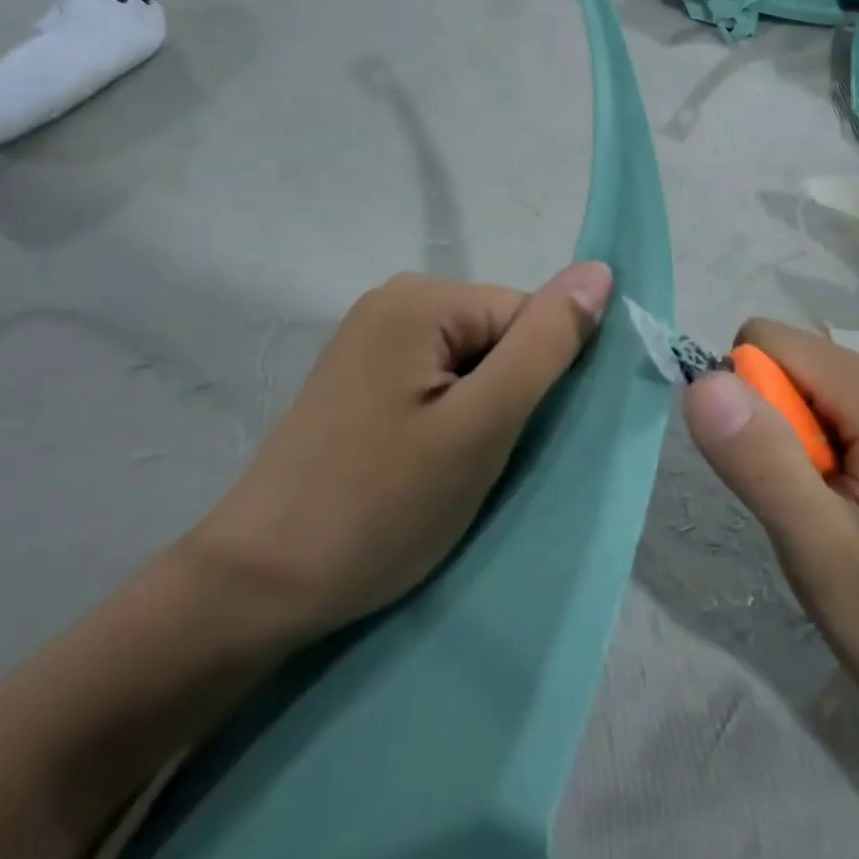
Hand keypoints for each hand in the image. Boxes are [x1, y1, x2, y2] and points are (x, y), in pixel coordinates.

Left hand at [189, 264, 612, 643]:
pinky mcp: (359, 379)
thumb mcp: (482, 426)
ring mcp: (370, 340)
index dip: (537, 383)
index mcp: (422, 298)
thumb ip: (546, 344)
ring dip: (479, 415)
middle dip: (506, 399)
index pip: (527, 317)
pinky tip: (420, 467)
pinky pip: (434, 383)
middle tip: (475, 465)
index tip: (510, 445)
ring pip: (470, 365)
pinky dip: (447, 422)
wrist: (259, 586)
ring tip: (447, 472)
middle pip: (498, 336)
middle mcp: (393, 301)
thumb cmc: (381, 505)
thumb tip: (600, 272)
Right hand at [682, 320, 858, 736]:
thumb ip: (759, 458)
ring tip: (847, 515)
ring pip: (816, 384)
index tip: (783, 479)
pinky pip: (848, 402)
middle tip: (820, 510)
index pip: (768, 344)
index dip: (753, 407)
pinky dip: (839, 447)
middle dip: (784, 429)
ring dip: (809, 443)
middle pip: (796, 364)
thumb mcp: (819, 551)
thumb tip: (702, 381)